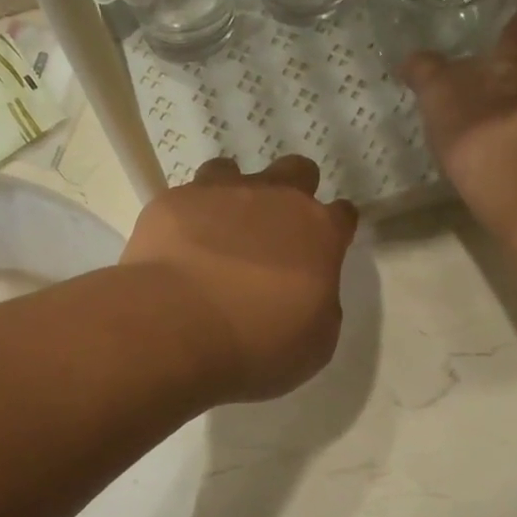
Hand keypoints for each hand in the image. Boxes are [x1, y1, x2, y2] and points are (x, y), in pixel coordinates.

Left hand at [122, 155, 358, 403]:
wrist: (177, 329)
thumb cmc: (257, 345)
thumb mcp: (315, 343)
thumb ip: (320, 303)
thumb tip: (307, 291)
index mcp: (318, 232)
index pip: (342, 215)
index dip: (334, 230)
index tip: (323, 250)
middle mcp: (275, 198)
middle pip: (296, 172)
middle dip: (291, 192)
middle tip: (273, 231)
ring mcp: (220, 192)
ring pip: (233, 171)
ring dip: (232, 195)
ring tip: (216, 232)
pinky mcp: (174, 201)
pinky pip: (185, 197)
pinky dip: (185, 218)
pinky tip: (177, 247)